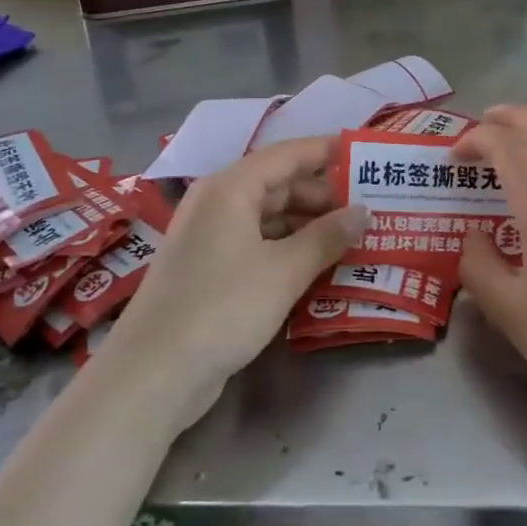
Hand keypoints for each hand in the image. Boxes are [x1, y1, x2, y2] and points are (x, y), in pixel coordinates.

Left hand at [101, 137, 367, 426]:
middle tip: (372, 206)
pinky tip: (322, 264)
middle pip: (280, 184)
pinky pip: (260, 244)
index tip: (368, 155)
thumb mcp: (284, 271)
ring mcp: (212, 238)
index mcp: (230, 188)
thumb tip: (364, 212)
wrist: (154, 373)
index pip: (288, 154)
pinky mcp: (211, 270)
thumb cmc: (222, 308)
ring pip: (271, 217)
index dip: (328, 152)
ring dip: (311, 225)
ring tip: (356, 235)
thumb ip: (327, 236)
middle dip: (325, 194)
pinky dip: (291, 249)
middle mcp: (218, 203)